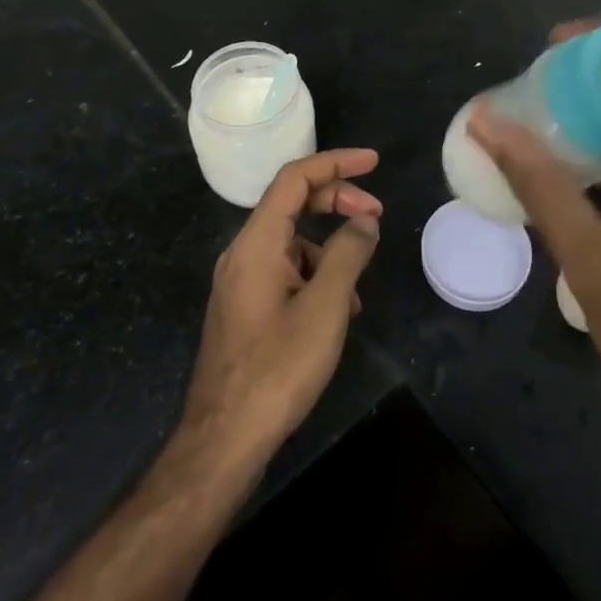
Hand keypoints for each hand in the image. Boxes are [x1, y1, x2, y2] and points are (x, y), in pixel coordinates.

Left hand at [179, 149, 382, 471]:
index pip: (295, 178)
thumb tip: (365, 220)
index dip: (335, 163)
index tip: (373, 162)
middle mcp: (243, 252)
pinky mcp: (244, 306)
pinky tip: (336, 312)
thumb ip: (348, 254)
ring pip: (291, 242)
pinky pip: (284, 271)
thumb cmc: (277, 368)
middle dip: (337, 202)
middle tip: (377, 214)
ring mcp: (241, 280)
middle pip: (293, 204)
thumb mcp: (325, 307)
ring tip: (359, 286)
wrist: (224, 438)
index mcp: (257, 242)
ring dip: (329, 248)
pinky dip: (315, 276)